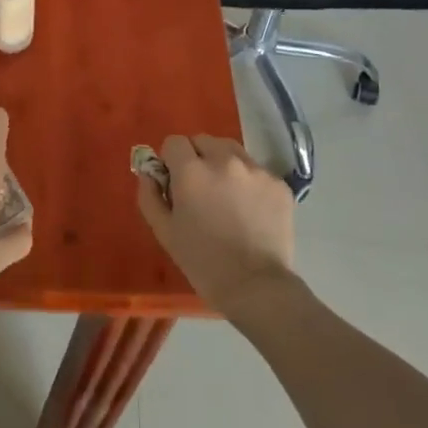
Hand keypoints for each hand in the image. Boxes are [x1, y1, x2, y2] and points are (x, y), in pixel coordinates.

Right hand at [135, 134, 295, 318]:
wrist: (256, 287)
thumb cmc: (202, 261)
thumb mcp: (163, 231)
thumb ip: (149, 194)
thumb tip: (149, 172)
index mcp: (191, 171)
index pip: (174, 142)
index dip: (171, 160)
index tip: (175, 182)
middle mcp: (224, 160)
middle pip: (204, 140)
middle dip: (197, 157)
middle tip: (200, 188)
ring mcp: (256, 170)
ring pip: (232, 150)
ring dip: (224, 163)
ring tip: (226, 195)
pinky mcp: (278, 183)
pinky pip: (256, 170)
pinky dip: (248, 182)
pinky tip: (249, 209)